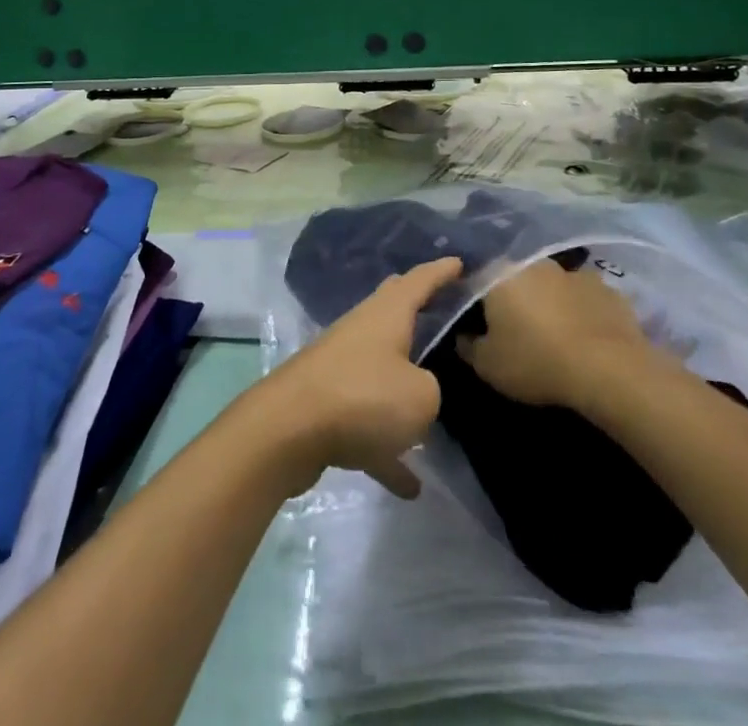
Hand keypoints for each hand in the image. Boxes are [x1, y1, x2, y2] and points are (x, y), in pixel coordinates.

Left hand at [253, 256, 462, 500]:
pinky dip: (386, 447)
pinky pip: (366, 423)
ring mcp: (340, 366)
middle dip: (417, 307)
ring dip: (402, 385)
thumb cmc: (363, 397)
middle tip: (443, 307)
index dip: (441, 271)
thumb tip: (417, 393)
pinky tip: (409, 485)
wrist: (288, 430)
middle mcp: (362, 331)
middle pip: (393, 310)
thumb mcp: (421, 397)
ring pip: (380, 367)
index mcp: (387, 314)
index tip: (460, 262)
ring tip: (432, 402)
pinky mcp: (325, 405)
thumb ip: (431, 390)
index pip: (418, 281)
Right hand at [456, 259, 663, 413]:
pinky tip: (584, 335)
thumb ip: (469, 347)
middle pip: (516, 277)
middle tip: (515, 327)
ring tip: (552, 332)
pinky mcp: (606, 288)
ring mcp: (573, 272)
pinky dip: (580, 310)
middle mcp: (534, 263)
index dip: (473, 299)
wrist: (609, 369)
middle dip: (513, 297)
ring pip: (552, 285)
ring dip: (549, 301)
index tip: (475, 320)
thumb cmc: (536, 362)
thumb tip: (463, 336)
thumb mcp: (489, 366)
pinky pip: (583, 297)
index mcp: (499, 275)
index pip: (476, 278)